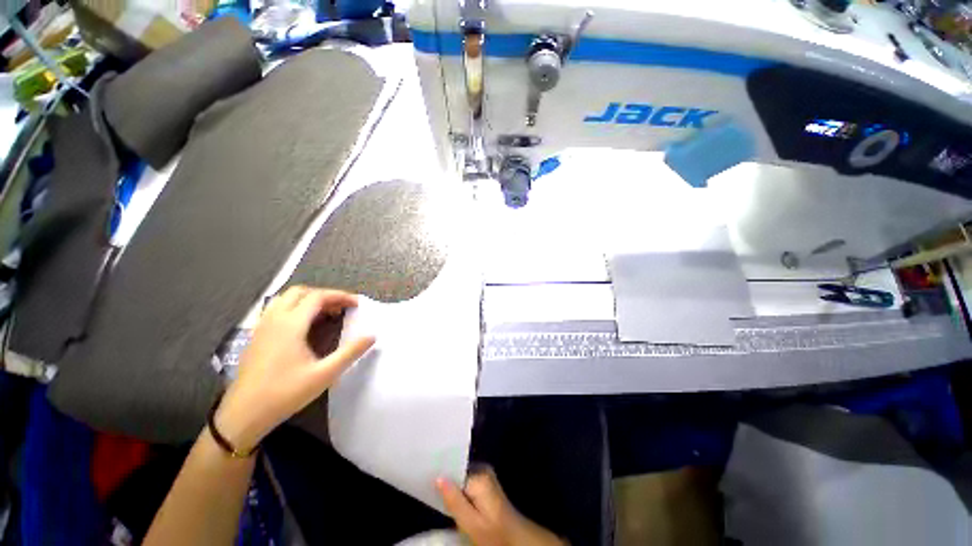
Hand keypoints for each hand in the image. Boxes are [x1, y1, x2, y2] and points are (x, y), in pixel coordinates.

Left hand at [215, 286, 374, 450]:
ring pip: (285, 299)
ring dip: (307, 300)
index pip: (318, 297)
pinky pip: (276, 310)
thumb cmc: (285, 393)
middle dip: (324, 295)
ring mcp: (262, 327)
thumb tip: (372, 335)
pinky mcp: (256, 336)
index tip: (357, 304)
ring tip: (324, 314)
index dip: (340, 296)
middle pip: (300, 292)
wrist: (243, 414)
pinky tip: (303, 326)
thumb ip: (350, 352)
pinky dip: (294, 308)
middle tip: (341, 308)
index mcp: (291, 325)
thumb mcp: (325, 374)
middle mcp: (274, 319)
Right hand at [437, 466, 566, 545]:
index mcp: (479, 475)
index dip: (440, 471)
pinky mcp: (485, 482)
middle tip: (427, 483)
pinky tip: (449, 495)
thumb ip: (454, 500)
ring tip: (434, 488)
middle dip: (444, 477)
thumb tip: (438, 477)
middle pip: (457, 469)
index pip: (454, 467)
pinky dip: (457, 487)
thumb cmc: (493, 533)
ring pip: (461, 475)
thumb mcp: (471, 523)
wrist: (516, 538)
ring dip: (450, 483)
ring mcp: (485, 475)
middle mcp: (483, 469)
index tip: (425, 474)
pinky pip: (466, 480)